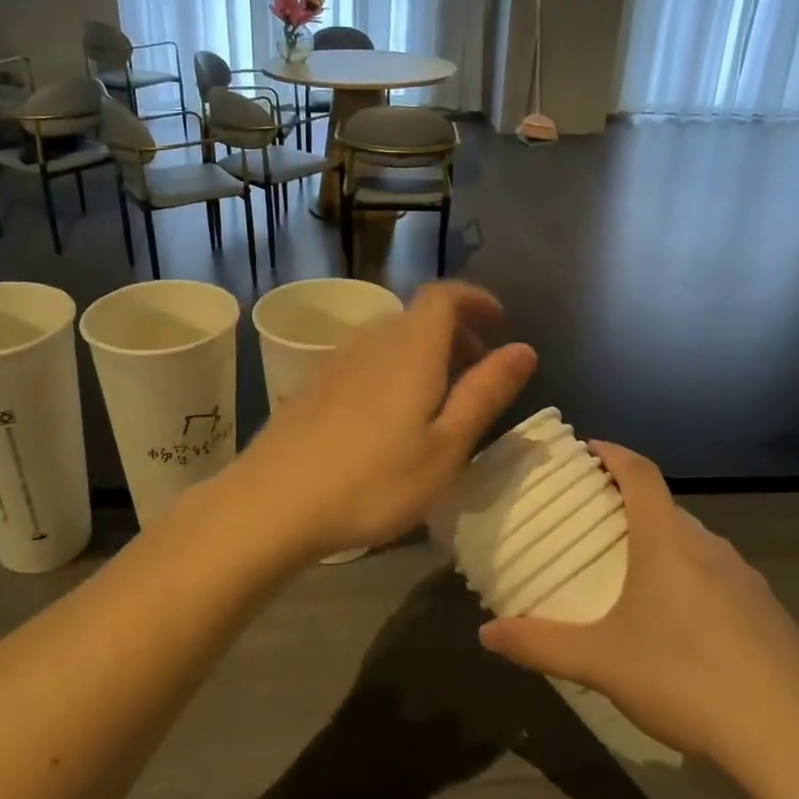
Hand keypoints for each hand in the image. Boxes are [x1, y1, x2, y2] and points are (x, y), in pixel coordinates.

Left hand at [237, 282, 535, 558]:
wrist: (273, 503)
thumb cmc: (373, 481)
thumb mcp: (446, 446)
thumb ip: (486, 393)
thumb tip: (525, 348)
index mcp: (410, 348)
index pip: (445, 295)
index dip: (477, 300)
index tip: (501, 325)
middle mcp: (372, 341)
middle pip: (419, 316)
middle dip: (457, 333)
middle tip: (478, 371)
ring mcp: (336, 361)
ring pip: (391, 339)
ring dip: (424, 354)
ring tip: (439, 398)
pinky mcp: (313, 385)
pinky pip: (366, 360)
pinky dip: (393, 370)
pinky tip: (390, 417)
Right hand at [478, 443, 798, 792]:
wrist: (791, 738)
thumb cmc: (684, 679)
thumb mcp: (599, 663)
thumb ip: (539, 644)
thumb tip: (485, 633)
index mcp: (666, 542)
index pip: (640, 473)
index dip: (613, 453)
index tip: (590, 448)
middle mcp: (709, 547)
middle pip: (666, 507)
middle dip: (630, 505)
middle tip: (597, 524)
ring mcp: (747, 578)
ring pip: (696, 544)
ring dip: (664, 544)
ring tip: (635, 576)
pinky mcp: (770, 612)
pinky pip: (722, 577)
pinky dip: (694, 580)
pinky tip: (685, 628)